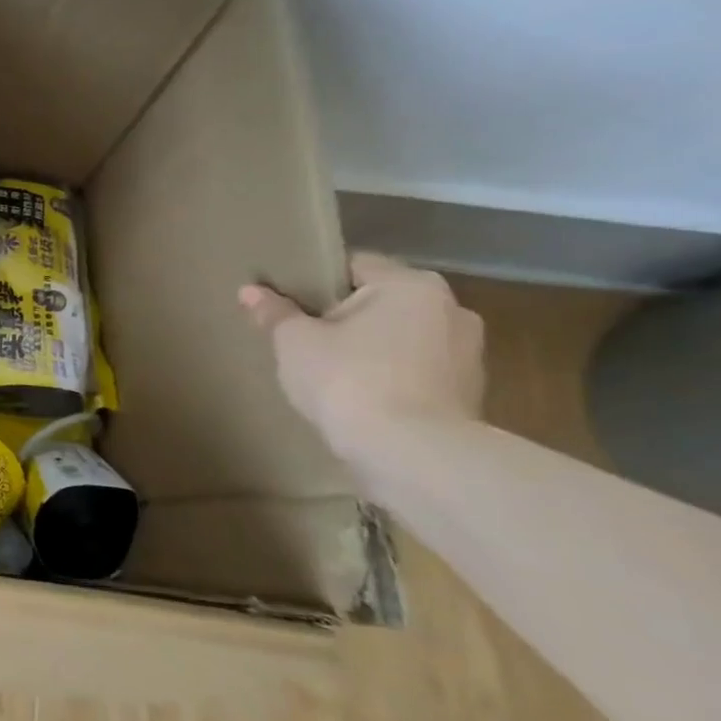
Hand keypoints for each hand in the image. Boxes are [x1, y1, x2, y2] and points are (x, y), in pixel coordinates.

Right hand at [239, 252, 484, 464]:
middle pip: (381, 302)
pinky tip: (359, 398)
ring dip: (372, 349)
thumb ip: (274, 313)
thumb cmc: (349, 379)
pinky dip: (391, 378)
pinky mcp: (470, 394)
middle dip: (346, 316)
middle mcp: (451, 309)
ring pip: (401, 338)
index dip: (315, 280)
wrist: (411, 454)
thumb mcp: (294, 342)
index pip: (354, 265)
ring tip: (331, 372)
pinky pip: (417, 372)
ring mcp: (468, 354)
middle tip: (304, 337)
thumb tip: (250, 290)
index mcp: (411, 285)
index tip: (288, 302)